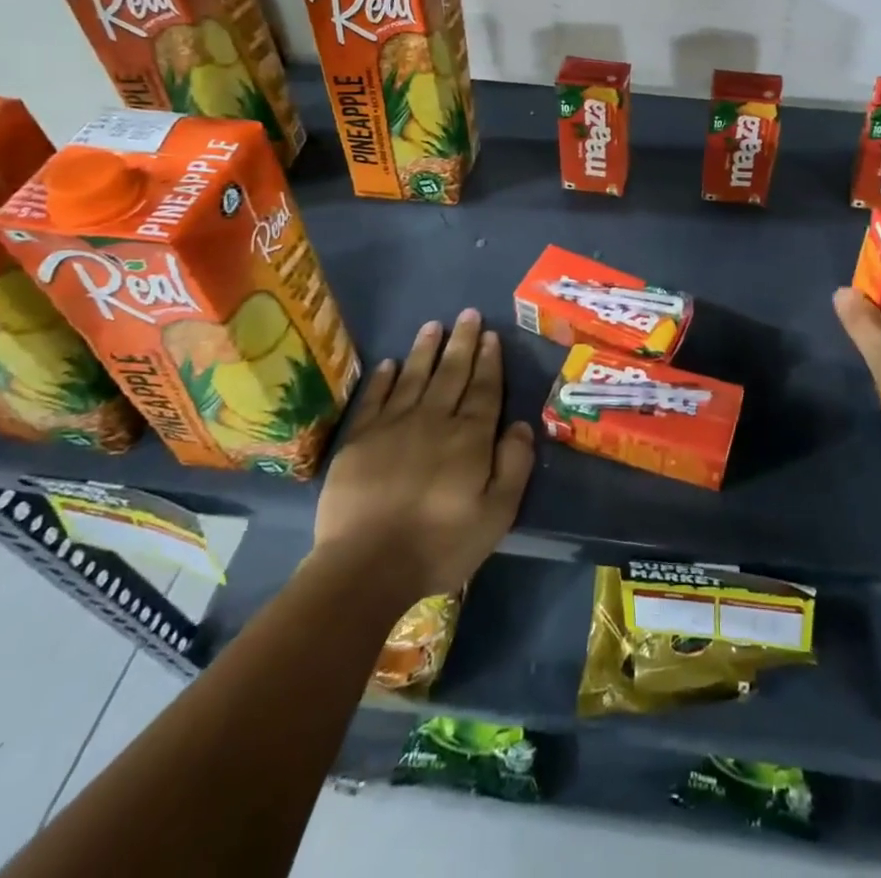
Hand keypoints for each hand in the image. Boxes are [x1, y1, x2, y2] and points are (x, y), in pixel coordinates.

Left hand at [312, 309, 534, 601]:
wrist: (366, 567)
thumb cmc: (440, 544)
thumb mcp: (497, 514)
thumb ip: (514, 465)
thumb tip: (521, 424)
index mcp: (470, 437)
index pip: (484, 389)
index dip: (489, 361)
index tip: (491, 335)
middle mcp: (434, 420)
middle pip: (451, 373)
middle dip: (462, 342)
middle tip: (468, 314)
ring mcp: (393, 426)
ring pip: (414, 377)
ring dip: (425, 350)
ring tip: (434, 325)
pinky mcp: (359, 440)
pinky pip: (374, 399)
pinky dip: (383, 379)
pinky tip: (389, 363)